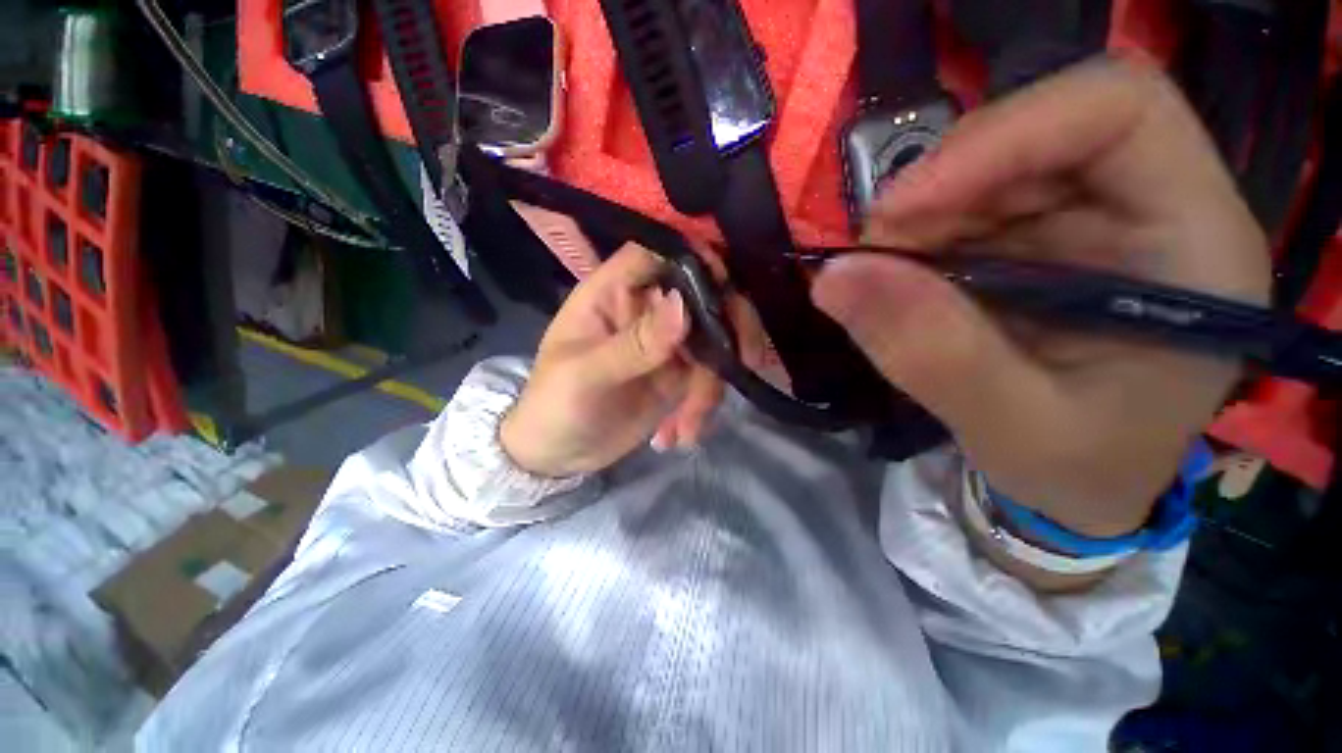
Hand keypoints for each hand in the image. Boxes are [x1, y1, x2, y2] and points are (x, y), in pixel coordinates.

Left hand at [500, 245, 723, 476]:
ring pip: (714, 342)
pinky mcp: (678, 374)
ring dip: (712, 386)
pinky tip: (680, 435)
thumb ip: (633, 344)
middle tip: (743, 364)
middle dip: (728, 330)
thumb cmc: (554, 406)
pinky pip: (709, 378)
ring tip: (688, 428)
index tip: (724, 286)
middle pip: (702, 295)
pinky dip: (705, 406)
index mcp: (612, 294)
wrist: (559, 454)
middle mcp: (645, 311)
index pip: (656, 256)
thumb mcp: (585, 376)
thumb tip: (684, 307)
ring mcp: (666, 343)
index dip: (694, 259)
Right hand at [812, 58, 1269, 537]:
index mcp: (1193, 243)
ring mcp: (1092, 219)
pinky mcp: (1043, 239)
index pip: (1116, 110)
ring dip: (919, 217)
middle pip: (1040, 132)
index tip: (902, 210)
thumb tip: (832, 279)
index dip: (1003, 136)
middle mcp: (1150, 208)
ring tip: (880, 278)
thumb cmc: (1078, 470)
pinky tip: (900, 283)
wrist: (1083, 485)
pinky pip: (967, 208)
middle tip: (872, 257)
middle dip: (939, 189)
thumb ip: (930, 353)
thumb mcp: (1011, 428)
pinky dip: (917, 237)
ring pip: (992, 166)